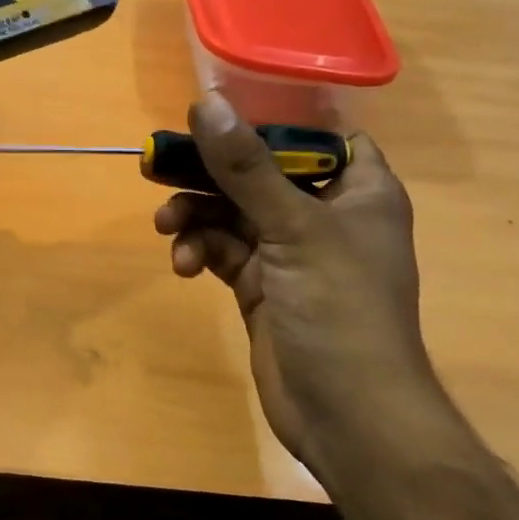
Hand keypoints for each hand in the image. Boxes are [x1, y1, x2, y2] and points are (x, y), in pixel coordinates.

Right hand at [153, 92, 445, 469]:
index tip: (219, 116)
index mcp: (360, 191)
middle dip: (209, 173)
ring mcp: (291, 252)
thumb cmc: (340, 310)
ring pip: (232, 212)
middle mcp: (326, 214)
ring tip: (167, 228)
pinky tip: (184, 265)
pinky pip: (222, 250)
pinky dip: (200, 251)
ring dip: (196, 216)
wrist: (348, 417)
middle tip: (159, 167)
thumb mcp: (294, 228)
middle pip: (259, 172)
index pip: (319, 137)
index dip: (272, 122)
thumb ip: (246, 167)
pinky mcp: (261, 285)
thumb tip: (205, 102)